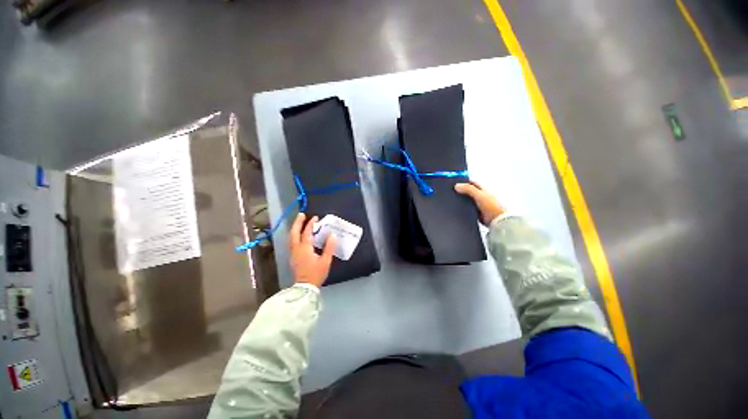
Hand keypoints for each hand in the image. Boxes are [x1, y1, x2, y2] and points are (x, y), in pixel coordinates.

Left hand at [289, 213, 336, 287]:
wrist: (304, 287)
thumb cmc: (316, 274)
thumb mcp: (325, 261)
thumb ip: (329, 247)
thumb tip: (332, 235)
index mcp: (304, 248)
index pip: (307, 233)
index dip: (311, 224)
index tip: (316, 217)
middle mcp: (296, 249)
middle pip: (294, 233)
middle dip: (297, 223)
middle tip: (302, 214)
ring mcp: (293, 253)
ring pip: (291, 237)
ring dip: (295, 228)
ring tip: (299, 222)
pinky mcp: (293, 257)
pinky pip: (292, 242)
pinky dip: (295, 235)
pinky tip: (299, 235)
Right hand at [455, 182, 505, 225]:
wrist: (497, 221)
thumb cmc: (491, 206)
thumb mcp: (479, 195)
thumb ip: (468, 189)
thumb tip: (457, 185)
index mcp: (484, 189)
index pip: (473, 182)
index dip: (464, 181)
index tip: (456, 183)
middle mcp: (482, 196)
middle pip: (469, 191)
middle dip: (462, 191)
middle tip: (453, 191)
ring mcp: (479, 204)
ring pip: (468, 200)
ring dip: (462, 200)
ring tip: (454, 200)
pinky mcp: (477, 212)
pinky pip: (468, 208)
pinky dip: (464, 207)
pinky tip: (459, 208)